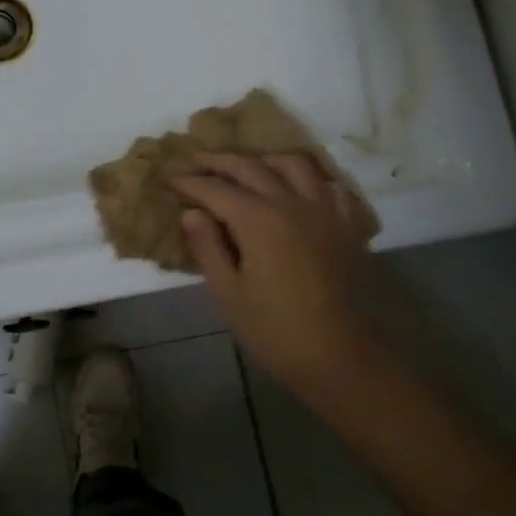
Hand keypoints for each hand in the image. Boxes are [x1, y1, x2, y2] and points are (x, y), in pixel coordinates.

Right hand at [171, 153, 373, 402]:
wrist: (340, 356)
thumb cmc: (275, 330)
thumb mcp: (228, 293)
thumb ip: (208, 247)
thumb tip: (192, 213)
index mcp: (259, 220)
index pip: (216, 189)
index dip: (189, 182)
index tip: (169, 177)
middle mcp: (292, 203)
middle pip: (251, 168)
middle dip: (218, 161)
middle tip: (195, 160)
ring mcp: (324, 211)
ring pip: (293, 165)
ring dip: (263, 159)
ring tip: (246, 166)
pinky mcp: (346, 225)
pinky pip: (326, 184)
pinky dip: (305, 177)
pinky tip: (295, 187)